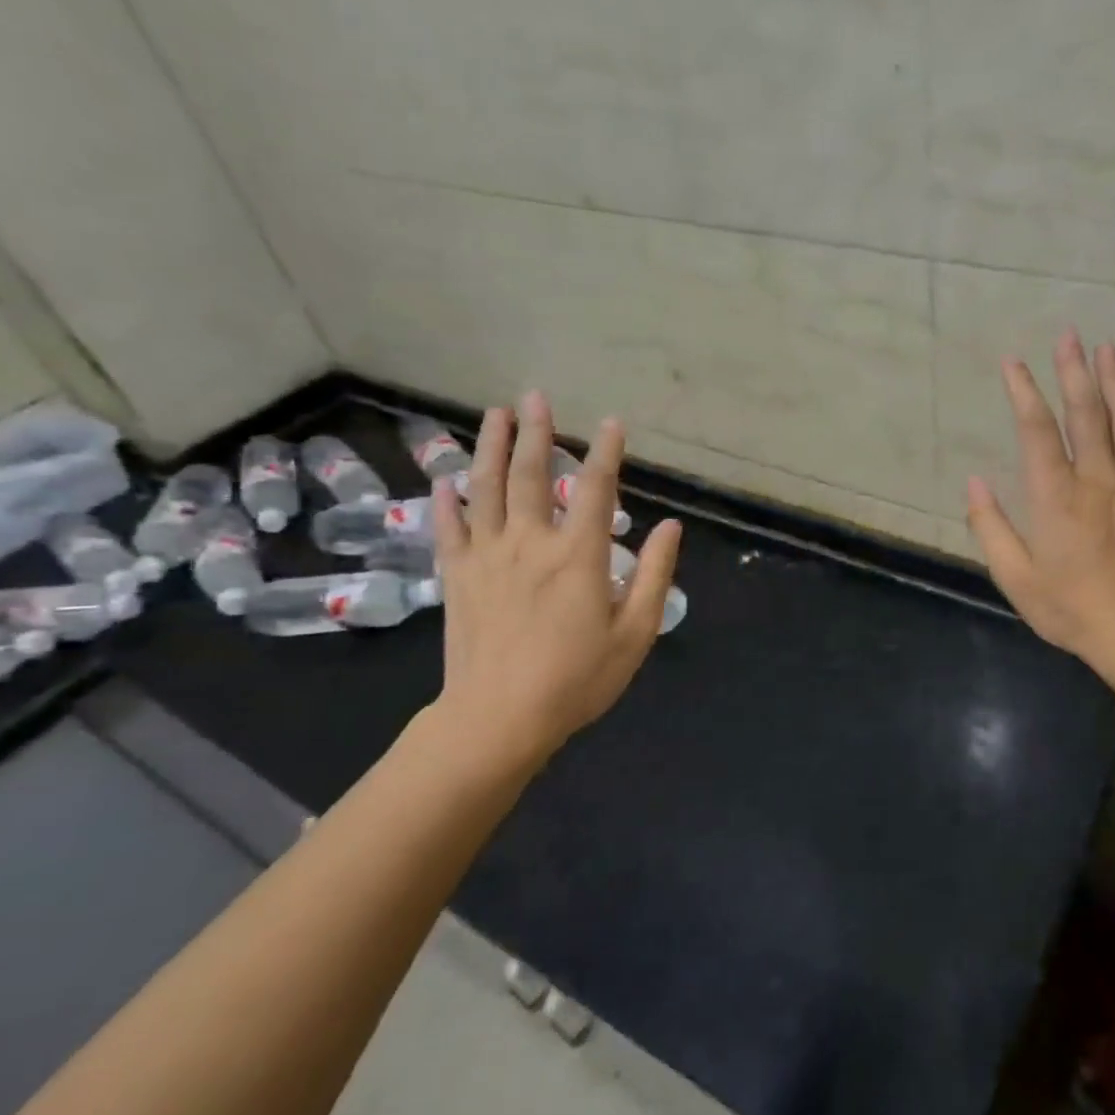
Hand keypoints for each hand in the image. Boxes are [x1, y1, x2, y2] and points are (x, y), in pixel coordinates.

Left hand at [426, 391, 681, 781]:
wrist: (500, 718)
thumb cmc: (578, 679)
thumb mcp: (635, 633)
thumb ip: (655, 575)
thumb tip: (670, 527)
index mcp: (578, 555)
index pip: (594, 489)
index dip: (606, 453)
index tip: (611, 423)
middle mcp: (530, 543)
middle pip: (528, 475)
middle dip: (534, 431)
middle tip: (533, 396)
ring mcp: (487, 557)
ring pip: (484, 489)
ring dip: (488, 447)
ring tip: (493, 415)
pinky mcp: (458, 578)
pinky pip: (448, 529)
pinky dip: (445, 502)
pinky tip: (444, 481)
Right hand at [966, 332, 1114, 678]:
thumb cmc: (1071, 607)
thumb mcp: (1015, 577)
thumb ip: (990, 527)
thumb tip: (973, 482)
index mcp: (1055, 497)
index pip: (1037, 430)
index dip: (1024, 392)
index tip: (1013, 363)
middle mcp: (1096, 479)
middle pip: (1087, 413)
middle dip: (1075, 370)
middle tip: (1070, 335)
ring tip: (1107, 349)